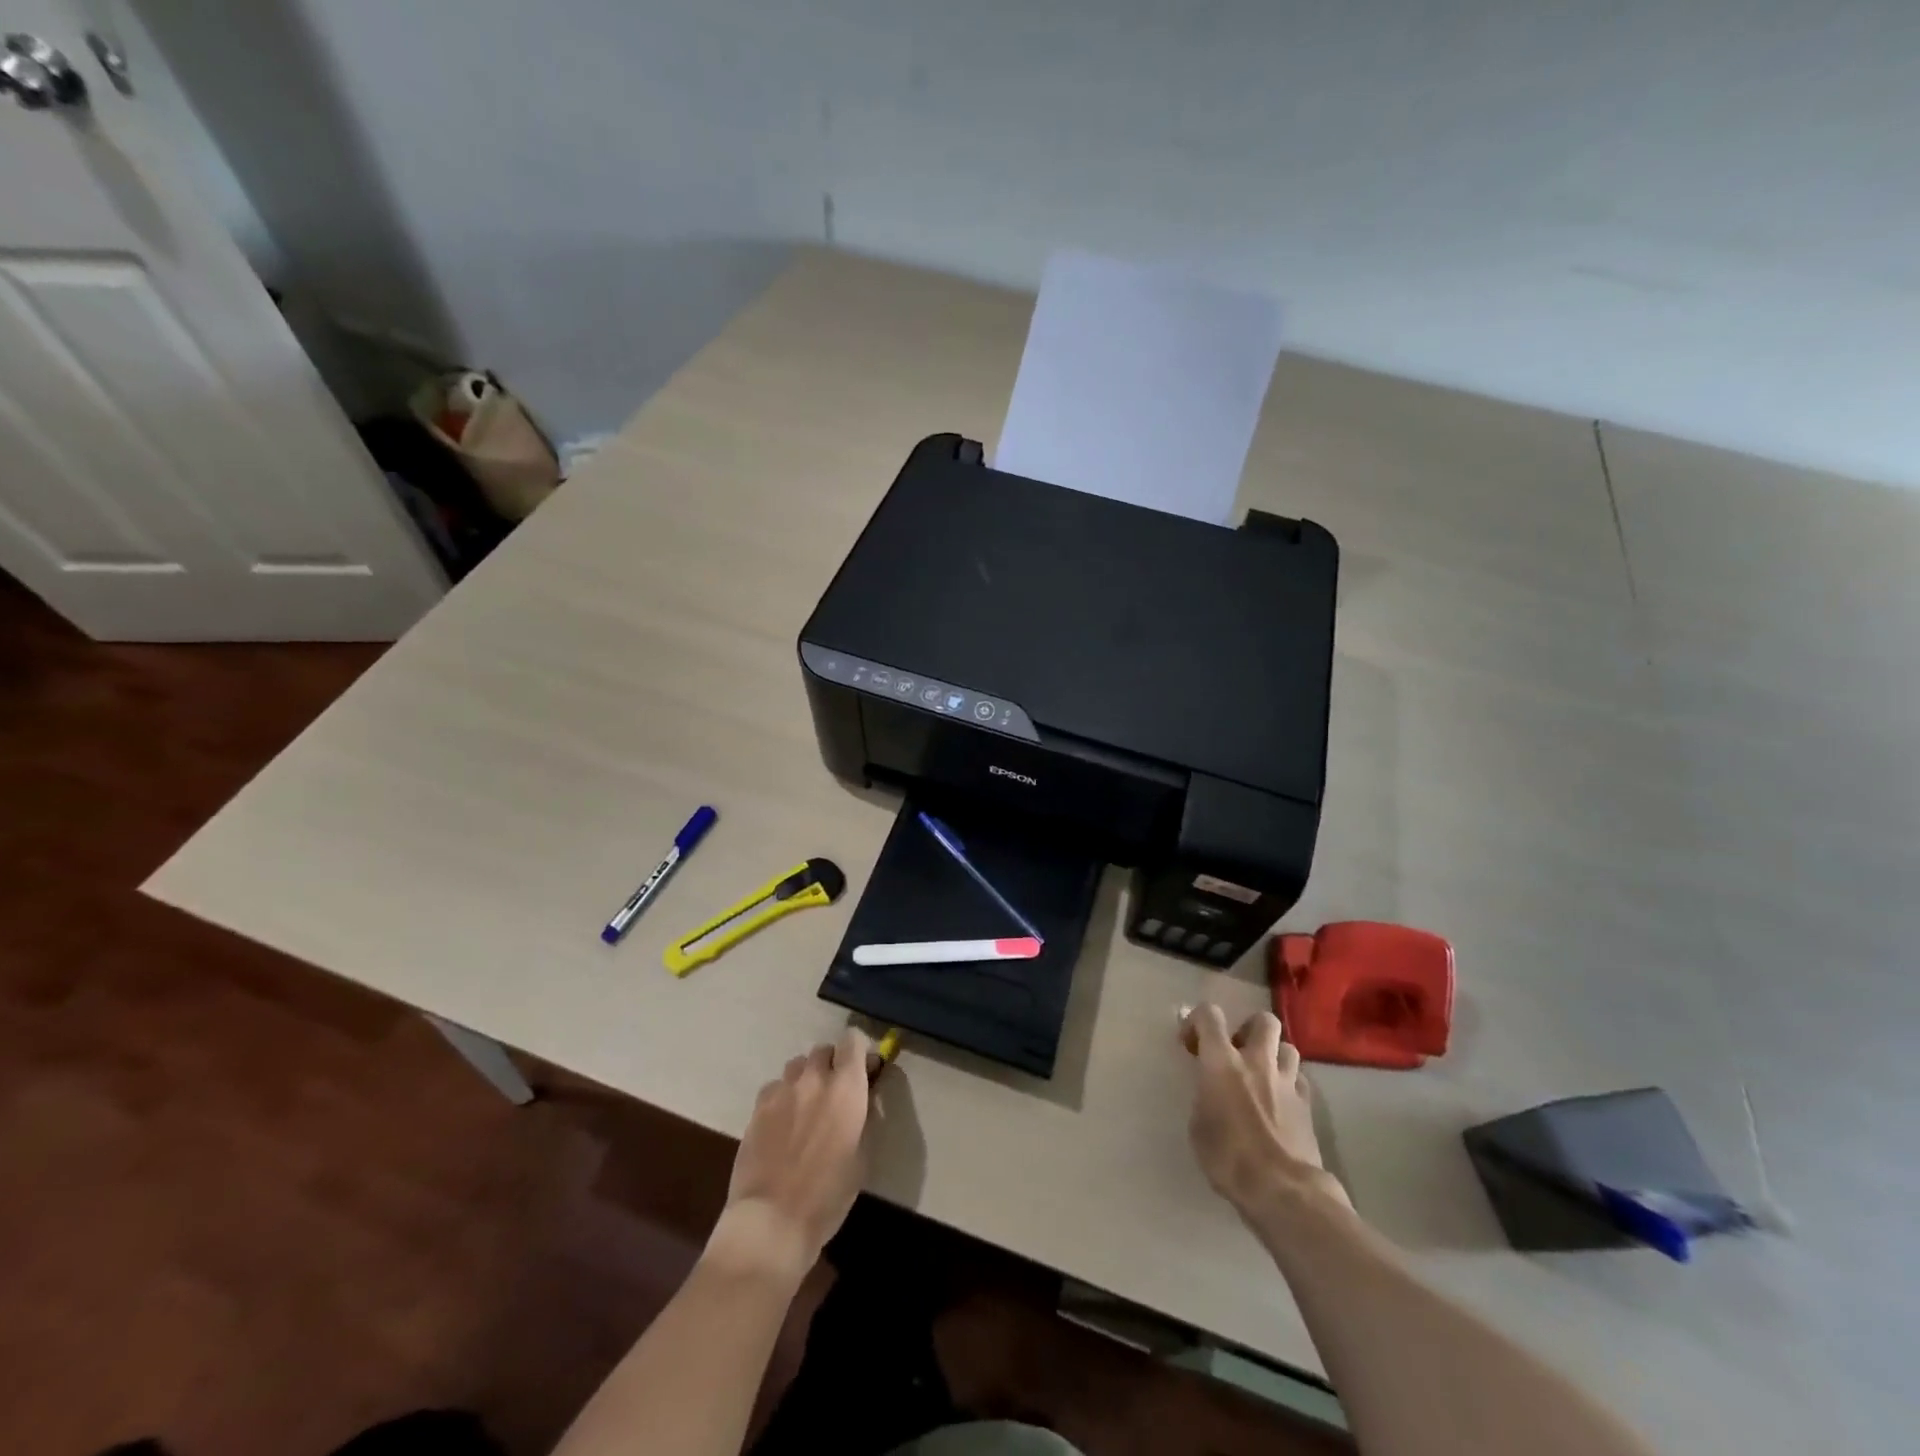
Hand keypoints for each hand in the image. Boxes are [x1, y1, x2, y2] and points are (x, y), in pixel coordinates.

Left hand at [708, 1028, 874, 1282]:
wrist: (772, 1219)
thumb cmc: (828, 1194)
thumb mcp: (862, 1156)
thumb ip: (866, 1115)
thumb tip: (868, 1094)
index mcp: (846, 1087)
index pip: (853, 1040)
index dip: (859, 1051)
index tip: (863, 1071)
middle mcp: (814, 1078)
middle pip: (823, 1050)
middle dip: (832, 1064)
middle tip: (835, 1093)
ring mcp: (782, 1090)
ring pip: (797, 1066)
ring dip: (806, 1078)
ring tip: (807, 1106)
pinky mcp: (758, 1106)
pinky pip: (775, 1087)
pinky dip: (783, 1095)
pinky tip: (782, 1121)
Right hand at [1183, 1004, 1343, 1217]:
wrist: (1283, 1190)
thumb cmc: (1228, 1158)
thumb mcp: (1198, 1126)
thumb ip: (1205, 1097)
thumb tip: (1211, 1093)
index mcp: (1222, 1062)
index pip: (1209, 1015)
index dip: (1197, 1020)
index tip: (1191, 1044)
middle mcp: (1256, 1061)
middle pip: (1263, 1020)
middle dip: (1249, 1028)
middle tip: (1237, 1051)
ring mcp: (1286, 1082)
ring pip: (1288, 1047)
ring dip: (1273, 1055)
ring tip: (1262, 1075)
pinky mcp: (1307, 1105)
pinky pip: (1300, 1079)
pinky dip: (1289, 1083)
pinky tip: (1280, 1101)